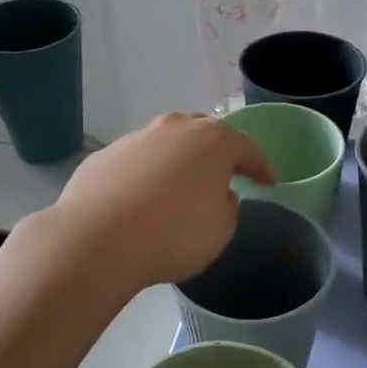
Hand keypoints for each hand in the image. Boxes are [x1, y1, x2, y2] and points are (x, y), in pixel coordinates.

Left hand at [51, 113, 275, 290]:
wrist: (98, 239)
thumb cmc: (174, 234)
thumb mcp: (221, 229)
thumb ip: (227, 205)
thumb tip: (217, 193)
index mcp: (212, 140)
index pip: (247, 147)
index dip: (261, 166)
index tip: (269, 181)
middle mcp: (174, 128)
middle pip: (204, 133)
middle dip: (217, 151)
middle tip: (224, 174)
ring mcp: (135, 138)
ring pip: (166, 143)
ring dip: (178, 161)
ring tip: (179, 186)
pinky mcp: (104, 156)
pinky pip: (136, 162)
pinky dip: (145, 175)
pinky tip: (141, 199)